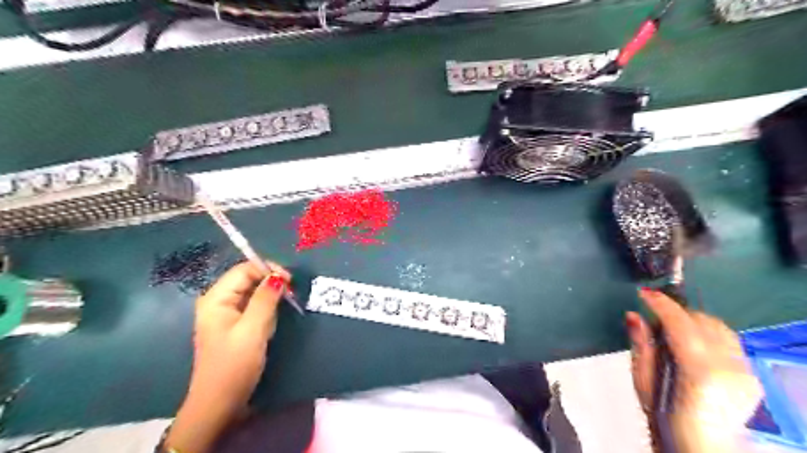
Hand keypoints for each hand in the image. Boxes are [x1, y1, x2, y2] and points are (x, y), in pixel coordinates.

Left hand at [163, 259, 289, 452]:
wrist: (220, 403)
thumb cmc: (234, 365)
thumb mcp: (253, 330)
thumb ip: (265, 299)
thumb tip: (278, 276)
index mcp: (216, 299)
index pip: (244, 270)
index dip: (267, 270)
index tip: (290, 281)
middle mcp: (219, 301)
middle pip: (248, 279)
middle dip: (270, 285)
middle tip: (290, 296)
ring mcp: (226, 314)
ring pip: (254, 293)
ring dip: (270, 299)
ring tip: (280, 313)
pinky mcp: (235, 325)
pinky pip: (254, 307)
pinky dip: (266, 310)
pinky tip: (272, 322)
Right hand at [629, 288, 763, 452]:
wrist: (701, 448)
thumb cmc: (665, 417)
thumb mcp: (643, 381)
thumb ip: (641, 345)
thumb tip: (633, 315)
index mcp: (699, 371)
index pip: (681, 324)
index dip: (661, 304)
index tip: (644, 293)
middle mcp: (729, 367)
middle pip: (702, 321)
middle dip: (675, 312)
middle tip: (654, 320)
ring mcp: (745, 372)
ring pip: (718, 327)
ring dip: (692, 321)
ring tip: (672, 331)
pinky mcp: (751, 375)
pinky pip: (727, 340)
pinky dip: (706, 333)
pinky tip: (692, 345)